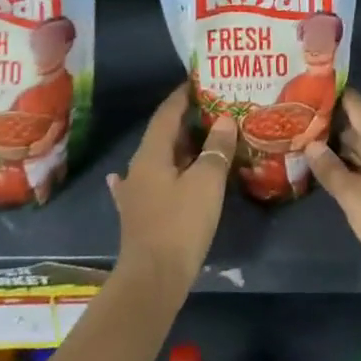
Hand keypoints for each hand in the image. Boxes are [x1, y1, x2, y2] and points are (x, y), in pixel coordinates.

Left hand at [107, 85, 236, 298]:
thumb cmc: (181, 224)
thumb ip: (216, 148)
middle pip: (162, 135)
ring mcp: (135, 192)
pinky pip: (152, 183)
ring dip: (179, 148)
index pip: (166, 114)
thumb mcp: (206, 182)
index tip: (200, 82)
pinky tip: (157, 174)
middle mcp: (138, 168)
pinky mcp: (139, 214)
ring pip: (159, 159)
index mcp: (151, 154)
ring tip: (203, 139)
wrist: (153, 278)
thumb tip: (224, 120)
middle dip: (186, 121)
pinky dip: (163, 173)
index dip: (182, 96)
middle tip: (214, 110)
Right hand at [303, 90, 360, 284]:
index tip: (321, 85)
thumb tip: (312, 144)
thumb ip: (331, 170)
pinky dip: (357, 169)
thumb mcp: (354, 196)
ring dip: (346, 150)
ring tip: (315, 147)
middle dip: (338, 126)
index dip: (343, 97)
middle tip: (306, 121)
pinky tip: (340, 177)